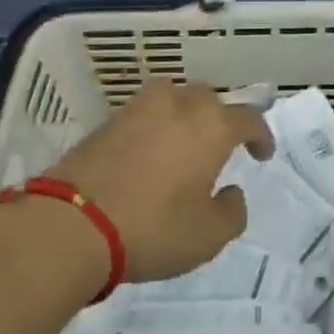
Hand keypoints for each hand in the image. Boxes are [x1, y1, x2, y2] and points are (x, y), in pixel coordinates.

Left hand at [48, 79, 272, 282]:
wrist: (72, 223)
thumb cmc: (152, 228)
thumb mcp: (207, 236)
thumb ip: (231, 212)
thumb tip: (229, 192)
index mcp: (212, 126)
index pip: (248, 118)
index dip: (260, 134)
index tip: (262, 154)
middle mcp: (179, 104)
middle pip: (210, 99)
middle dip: (221, 119)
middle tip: (221, 146)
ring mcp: (140, 107)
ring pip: (174, 97)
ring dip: (185, 114)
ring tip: (183, 140)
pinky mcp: (108, 120)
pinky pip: (145, 113)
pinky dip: (154, 125)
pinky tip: (149, 150)